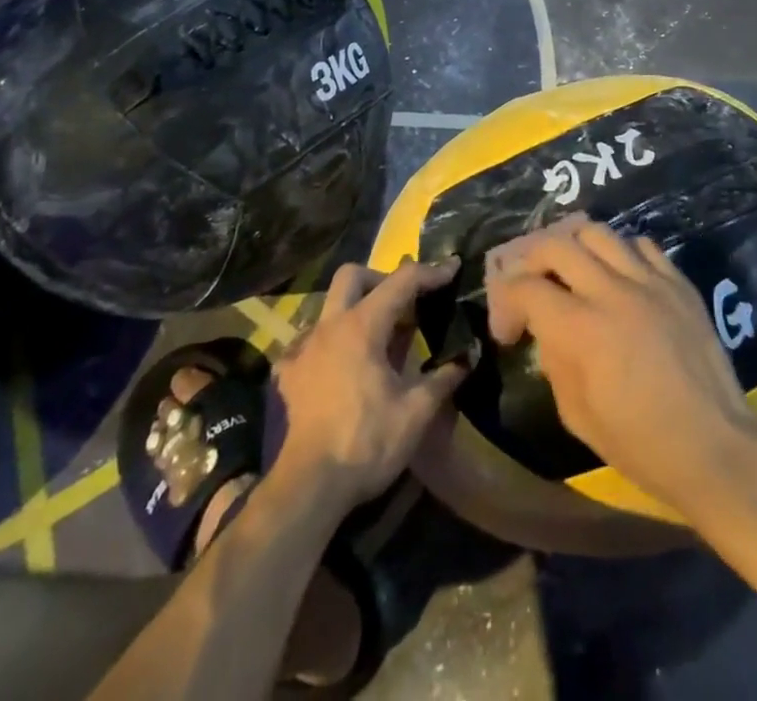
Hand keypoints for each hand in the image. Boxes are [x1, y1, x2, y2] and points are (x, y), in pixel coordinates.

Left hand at [270, 259, 468, 513]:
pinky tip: (343, 367)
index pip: (401, 281)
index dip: (430, 272)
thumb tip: (468, 357)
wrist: (307, 489)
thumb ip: (444, 378)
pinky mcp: (288, 375)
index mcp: (362, 326)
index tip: (452, 268)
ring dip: (356, 309)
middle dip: (381, 278)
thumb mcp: (416, 412)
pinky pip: (310, 341)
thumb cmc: (366, 443)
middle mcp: (329, 326)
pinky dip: (332, 342)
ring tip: (379, 339)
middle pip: (353, 275)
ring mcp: (303, 349)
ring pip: (330, 306)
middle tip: (404, 303)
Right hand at [485, 217, 756, 508]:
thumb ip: (554, 361)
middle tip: (531, 285)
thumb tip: (547, 331)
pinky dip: (620, 253)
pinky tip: (618, 275)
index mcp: (579, 328)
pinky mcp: (678, 282)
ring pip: (598, 232)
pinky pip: (641, 245)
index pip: (524, 287)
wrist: (713, 445)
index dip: (505, 304)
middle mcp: (610, 291)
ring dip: (574, 245)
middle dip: (530, 260)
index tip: (508, 331)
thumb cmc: (640, 443)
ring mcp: (648, 281)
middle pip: (555, 244)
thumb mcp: (576, 415)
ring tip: (572, 268)